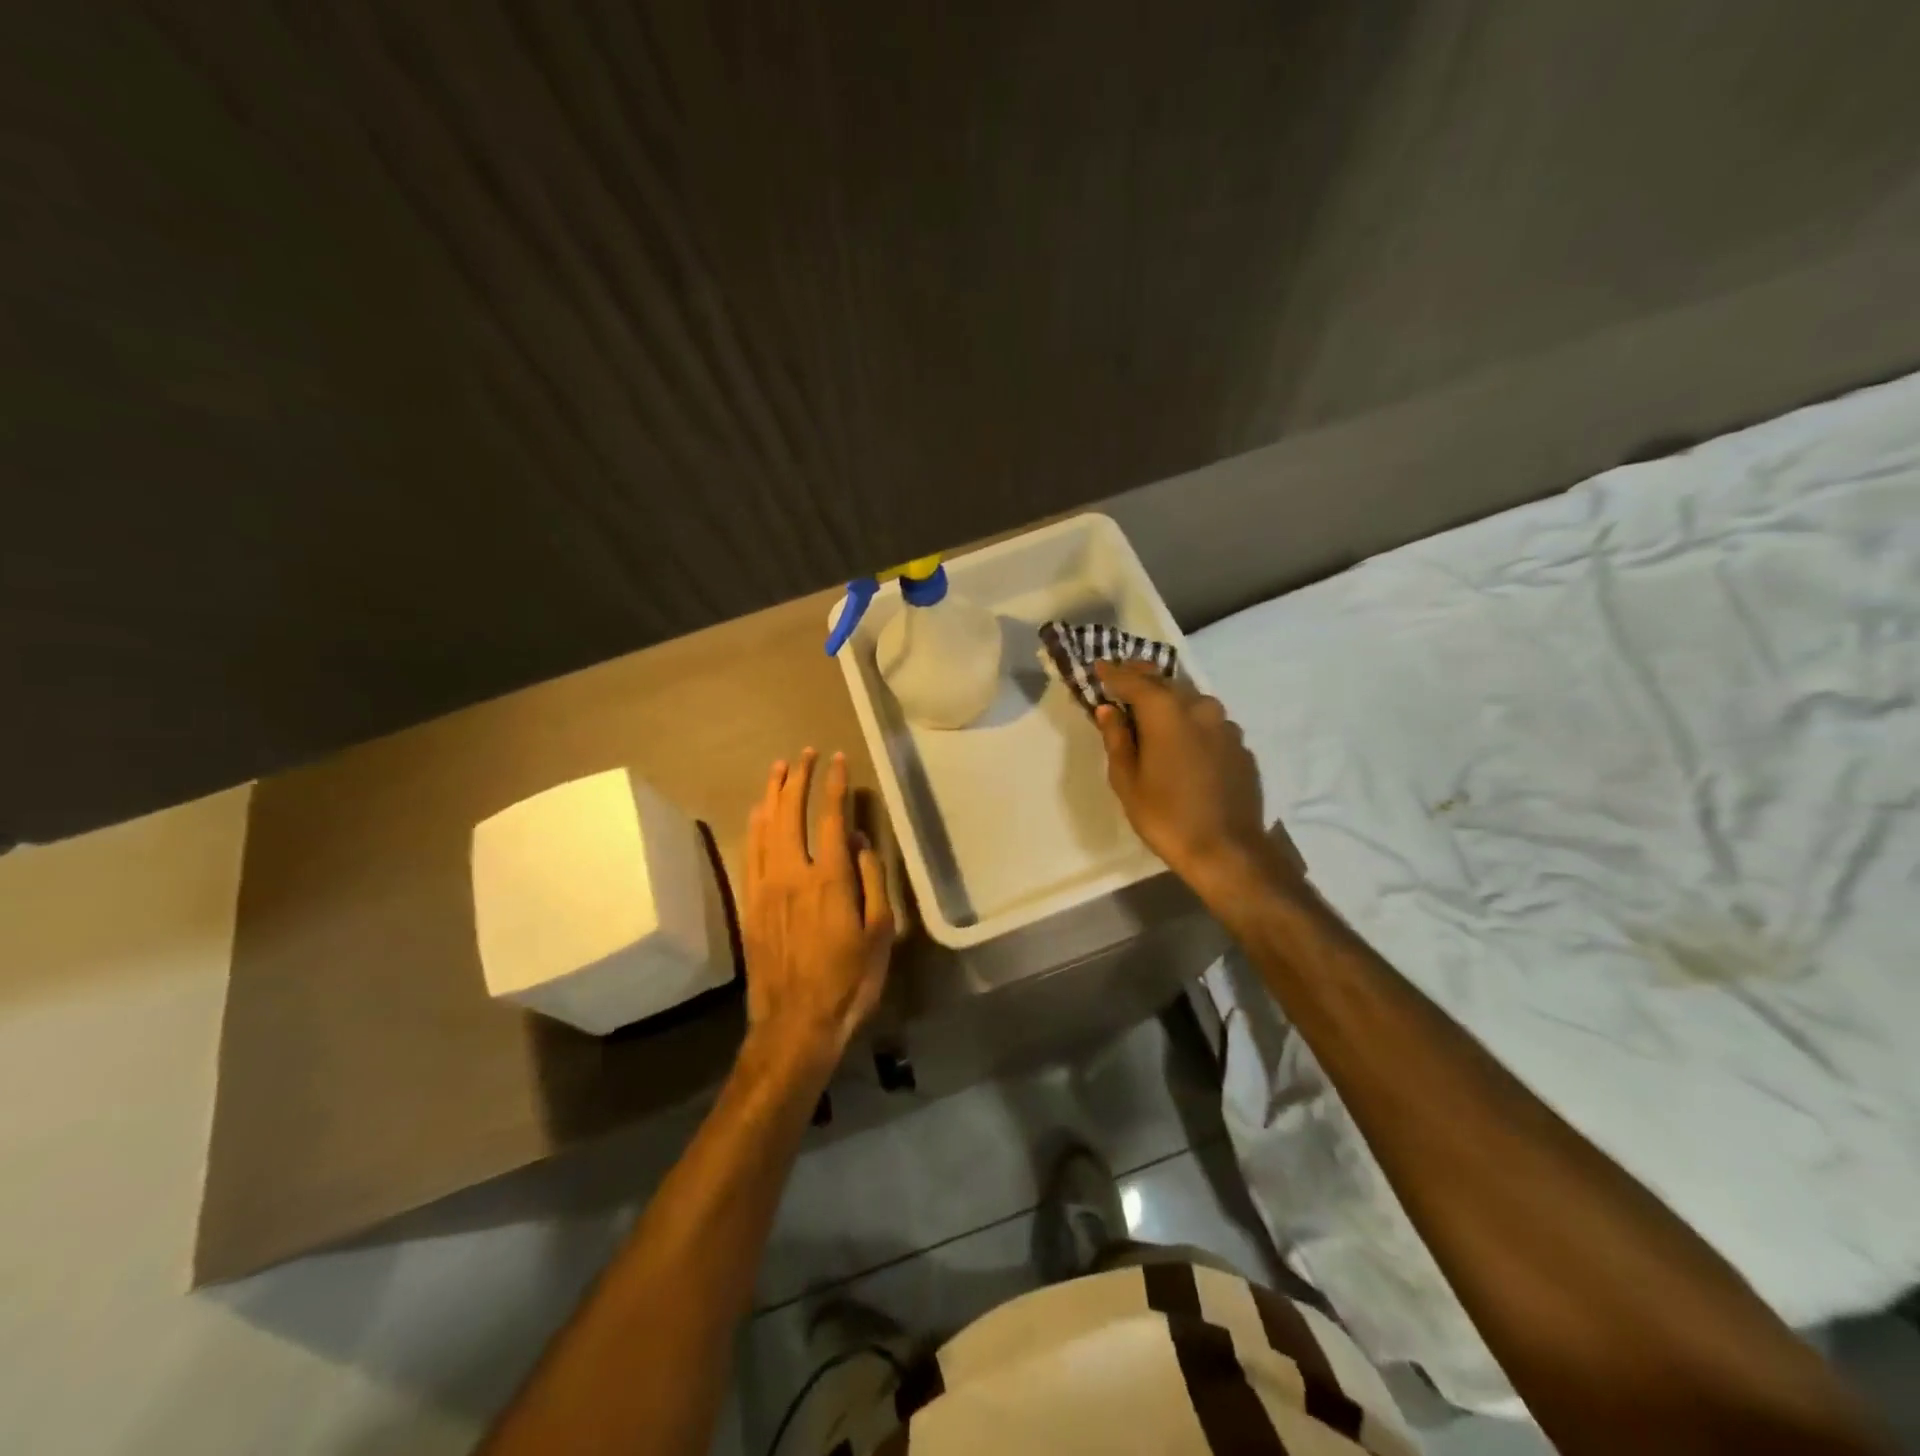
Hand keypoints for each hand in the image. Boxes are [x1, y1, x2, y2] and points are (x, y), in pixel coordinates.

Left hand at [740, 749, 893, 1075]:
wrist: (796, 1023)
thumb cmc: (849, 980)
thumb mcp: (879, 933)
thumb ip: (871, 881)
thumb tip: (857, 842)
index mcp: (829, 878)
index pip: (829, 817)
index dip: (834, 785)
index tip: (837, 759)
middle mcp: (793, 873)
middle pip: (791, 813)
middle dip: (799, 778)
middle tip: (805, 753)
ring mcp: (766, 888)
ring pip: (765, 828)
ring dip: (772, 794)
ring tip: (779, 768)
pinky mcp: (750, 904)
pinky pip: (750, 853)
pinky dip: (754, 827)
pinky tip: (758, 813)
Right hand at [1093, 661, 1304, 900]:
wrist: (1227, 851)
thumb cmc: (1165, 816)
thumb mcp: (1127, 781)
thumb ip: (1117, 739)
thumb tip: (1109, 710)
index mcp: (1166, 712)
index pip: (1133, 680)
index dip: (1113, 673)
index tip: (1098, 665)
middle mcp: (1200, 708)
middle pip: (1166, 684)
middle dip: (1142, 679)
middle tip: (1123, 679)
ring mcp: (1226, 726)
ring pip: (1191, 701)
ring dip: (1170, 700)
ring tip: (1152, 710)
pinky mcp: (1241, 746)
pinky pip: (1209, 724)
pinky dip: (1191, 723)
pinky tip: (1182, 741)